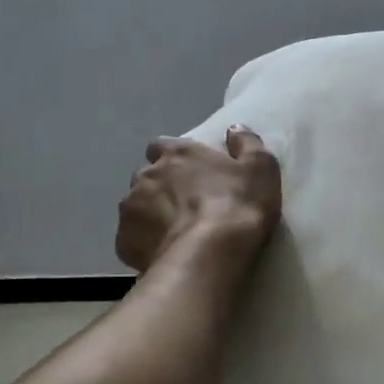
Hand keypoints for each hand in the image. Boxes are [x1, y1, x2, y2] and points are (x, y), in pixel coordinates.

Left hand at [115, 127, 282, 273]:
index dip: (174, 158)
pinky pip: (131, 238)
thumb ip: (247, 144)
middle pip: (148, 176)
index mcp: (177, 153)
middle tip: (185, 205)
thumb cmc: (237, 206)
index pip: (162, 146)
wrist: (209, 254)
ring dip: (151, 214)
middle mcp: (147, 174)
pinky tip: (165, 252)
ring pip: (136, 206)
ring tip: (175, 232)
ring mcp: (130, 208)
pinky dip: (145, 242)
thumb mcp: (260, 169)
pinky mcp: (123, 240)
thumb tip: (235, 129)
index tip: (190, 171)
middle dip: (161, 186)